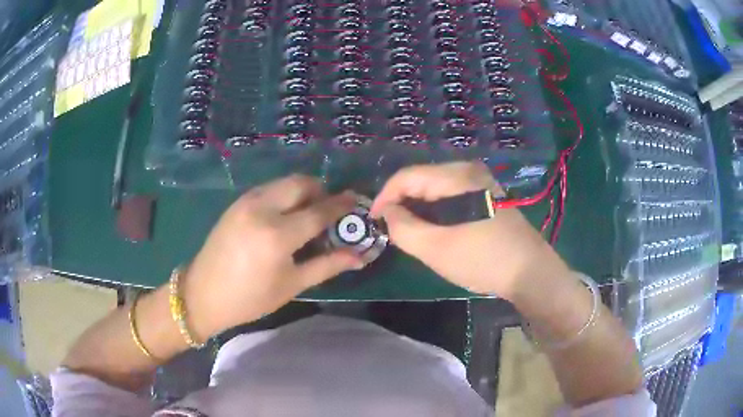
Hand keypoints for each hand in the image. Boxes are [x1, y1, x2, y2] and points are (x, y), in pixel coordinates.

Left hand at [182, 175, 363, 339]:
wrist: (203, 294)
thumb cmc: (250, 298)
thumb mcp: (292, 285)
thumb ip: (327, 265)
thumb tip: (359, 256)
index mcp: (277, 235)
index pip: (319, 212)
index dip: (340, 206)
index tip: (355, 202)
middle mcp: (262, 209)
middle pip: (301, 183)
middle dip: (321, 191)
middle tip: (328, 211)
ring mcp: (246, 202)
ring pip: (284, 182)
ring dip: (302, 191)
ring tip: (306, 214)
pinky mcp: (237, 202)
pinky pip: (269, 188)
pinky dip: (284, 195)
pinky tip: (283, 216)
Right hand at [371, 162, 569, 299]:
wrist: (530, 272)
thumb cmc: (483, 260)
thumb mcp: (436, 248)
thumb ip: (403, 228)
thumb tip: (386, 212)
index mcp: (457, 176)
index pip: (407, 176)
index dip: (384, 197)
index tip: (373, 221)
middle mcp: (469, 170)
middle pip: (421, 180)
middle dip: (401, 203)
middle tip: (390, 230)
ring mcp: (480, 181)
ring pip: (435, 189)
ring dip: (417, 208)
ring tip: (409, 232)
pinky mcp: (486, 195)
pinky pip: (450, 196)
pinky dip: (435, 211)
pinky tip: (433, 230)